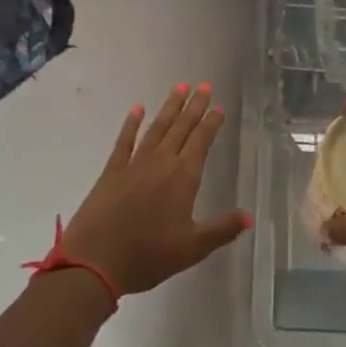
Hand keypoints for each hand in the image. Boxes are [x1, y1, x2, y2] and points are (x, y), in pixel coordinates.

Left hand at [62, 84, 249, 295]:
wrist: (95, 260)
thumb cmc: (148, 255)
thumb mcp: (192, 248)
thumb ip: (221, 229)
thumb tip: (250, 216)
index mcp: (183, 178)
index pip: (201, 142)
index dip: (211, 124)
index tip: (218, 107)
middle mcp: (161, 163)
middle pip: (181, 128)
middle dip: (194, 106)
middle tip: (204, 85)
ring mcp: (134, 164)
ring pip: (156, 128)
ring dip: (169, 107)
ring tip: (179, 87)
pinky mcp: (112, 171)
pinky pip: (125, 141)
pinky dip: (132, 124)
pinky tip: (137, 109)